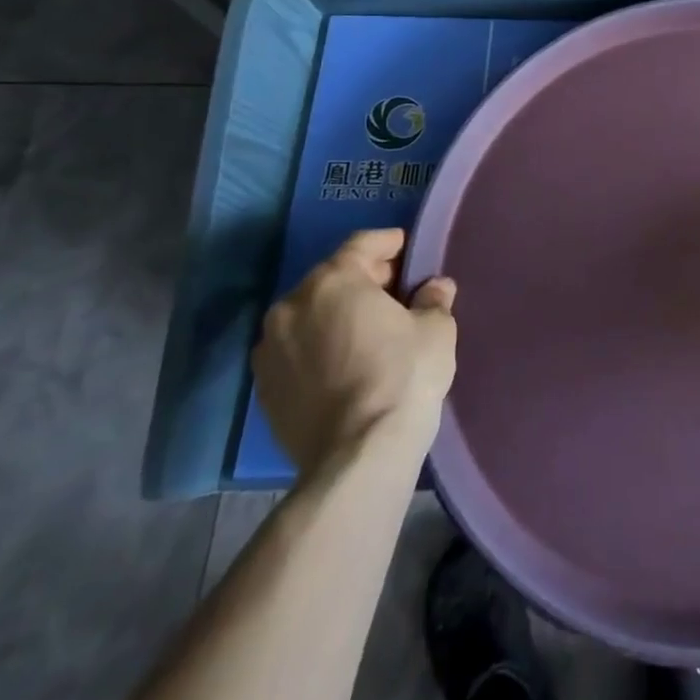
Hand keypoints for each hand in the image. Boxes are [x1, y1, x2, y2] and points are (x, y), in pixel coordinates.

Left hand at [251, 229, 456, 476]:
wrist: (358, 457)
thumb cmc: (402, 376)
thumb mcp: (435, 329)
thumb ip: (433, 298)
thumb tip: (434, 288)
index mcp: (333, 281)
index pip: (362, 244)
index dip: (389, 243)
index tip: (408, 248)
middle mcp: (291, 306)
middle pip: (332, 278)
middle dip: (365, 280)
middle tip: (397, 292)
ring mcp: (270, 350)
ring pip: (310, 315)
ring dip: (337, 314)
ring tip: (369, 330)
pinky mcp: (263, 388)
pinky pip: (296, 350)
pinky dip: (319, 346)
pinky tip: (345, 362)